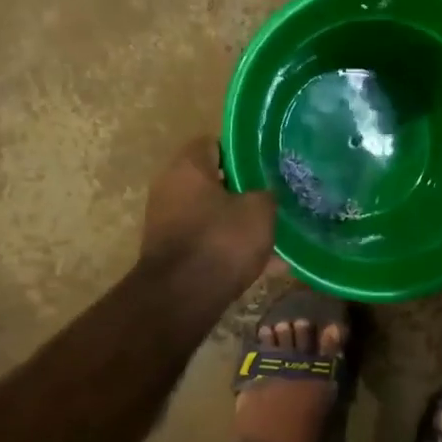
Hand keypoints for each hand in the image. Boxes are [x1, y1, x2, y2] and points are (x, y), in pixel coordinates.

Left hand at [140, 137, 275, 299]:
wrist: (183, 298)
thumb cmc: (221, 241)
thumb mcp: (260, 210)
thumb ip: (266, 194)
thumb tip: (266, 194)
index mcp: (188, 167)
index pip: (215, 143)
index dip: (243, 152)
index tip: (267, 165)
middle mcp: (170, 188)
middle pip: (213, 180)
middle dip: (243, 190)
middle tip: (274, 197)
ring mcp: (167, 221)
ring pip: (212, 214)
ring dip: (238, 222)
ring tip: (272, 232)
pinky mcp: (172, 252)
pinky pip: (208, 241)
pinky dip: (230, 248)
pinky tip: (264, 263)